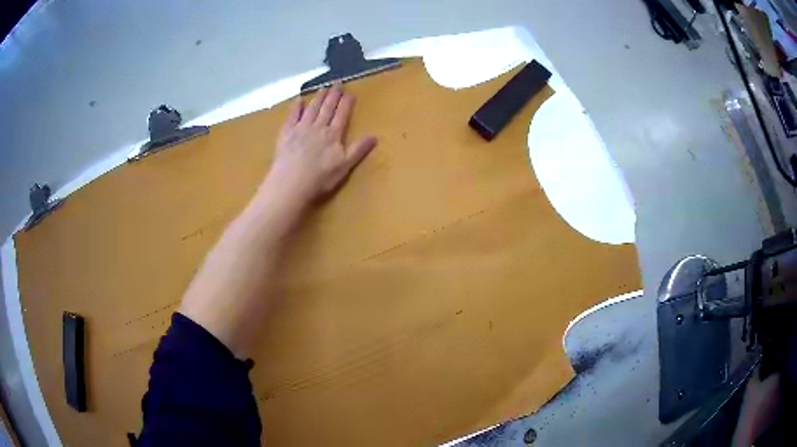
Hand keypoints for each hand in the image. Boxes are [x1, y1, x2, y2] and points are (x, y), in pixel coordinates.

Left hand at [260, 84, 376, 213]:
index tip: (350, 92)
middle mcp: (318, 127)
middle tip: (337, 83)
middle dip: (334, 95)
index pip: (342, 115)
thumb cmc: (320, 178)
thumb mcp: (344, 166)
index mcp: (333, 135)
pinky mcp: (286, 133)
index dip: (346, 103)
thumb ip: (358, 149)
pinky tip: (299, 100)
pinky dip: (296, 107)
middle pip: (327, 108)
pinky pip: (292, 116)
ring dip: (318, 97)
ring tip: (323, 87)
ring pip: (312, 108)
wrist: (291, 182)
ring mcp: (301, 128)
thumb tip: (374, 135)